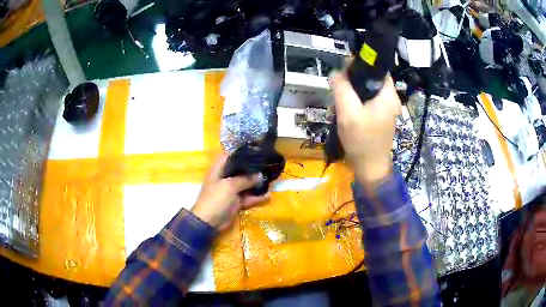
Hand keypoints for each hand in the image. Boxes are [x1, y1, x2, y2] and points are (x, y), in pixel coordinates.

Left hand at [191, 155, 268, 230]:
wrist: (208, 222)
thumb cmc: (216, 199)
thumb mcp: (230, 186)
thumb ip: (245, 179)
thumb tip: (260, 175)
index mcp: (219, 170)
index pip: (229, 156)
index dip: (241, 152)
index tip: (255, 151)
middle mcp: (225, 178)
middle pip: (240, 170)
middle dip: (253, 168)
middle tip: (268, 165)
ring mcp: (230, 191)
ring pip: (245, 184)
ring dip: (256, 183)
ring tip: (271, 179)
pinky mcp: (235, 202)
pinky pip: (247, 197)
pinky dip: (256, 197)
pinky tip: (268, 195)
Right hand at [331, 72, 400, 183]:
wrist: (370, 168)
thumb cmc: (361, 141)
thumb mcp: (348, 112)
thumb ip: (342, 88)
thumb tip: (336, 72)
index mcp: (389, 95)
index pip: (377, 69)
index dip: (360, 66)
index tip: (344, 71)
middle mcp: (392, 99)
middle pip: (371, 80)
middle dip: (353, 83)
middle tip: (339, 92)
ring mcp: (387, 109)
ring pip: (368, 91)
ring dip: (353, 95)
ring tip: (340, 105)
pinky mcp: (382, 117)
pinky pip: (368, 102)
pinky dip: (357, 104)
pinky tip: (347, 113)